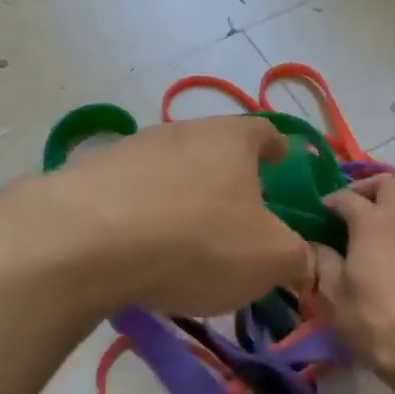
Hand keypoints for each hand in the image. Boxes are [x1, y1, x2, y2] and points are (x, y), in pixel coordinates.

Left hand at [36, 116, 313, 316]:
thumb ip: (297, 258)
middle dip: (227, 175)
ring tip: (184, 235)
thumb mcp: (268, 259)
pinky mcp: (91, 174)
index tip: (281, 159)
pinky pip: (129, 191)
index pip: (263, 131)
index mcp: (231, 139)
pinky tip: (138, 246)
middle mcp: (182, 131)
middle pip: (213, 147)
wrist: (88, 239)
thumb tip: (306, 262)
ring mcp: (132, 148)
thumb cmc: (197, 240)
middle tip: (235, 211)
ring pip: (169, 167)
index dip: (276, 146)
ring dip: (181, 193)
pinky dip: (141, 212)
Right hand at [311, 174, 394, 381]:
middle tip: (357, 206)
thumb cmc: (372, 319)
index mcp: (370, 221)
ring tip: (388, 220)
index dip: (331, 201)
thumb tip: (315, 245)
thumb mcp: (333, 294)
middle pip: (389, 183)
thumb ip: (322, 261)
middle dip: (370, 188)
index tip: (322, 211)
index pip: (346, 197)